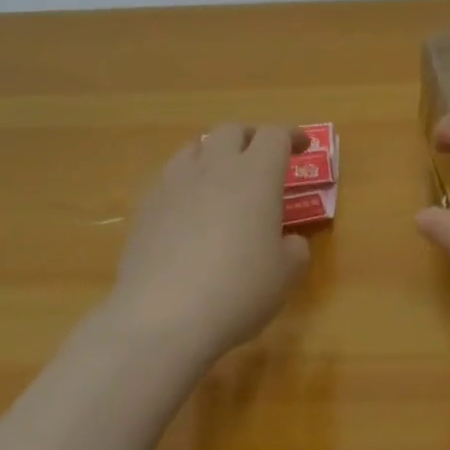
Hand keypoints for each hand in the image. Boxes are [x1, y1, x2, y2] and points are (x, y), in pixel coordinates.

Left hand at [105, 124, 312, 367]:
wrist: (161, 319)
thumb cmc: (238, 290)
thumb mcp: (286, 275)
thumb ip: (294, 248)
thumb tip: (288, 241)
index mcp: (256, 174)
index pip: (275, 135)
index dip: (292, 136)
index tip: (303, 148)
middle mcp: (215, 167)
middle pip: (232, 130)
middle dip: (251, 138)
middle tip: (262, 158)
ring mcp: (175, 184)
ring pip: (196, 148)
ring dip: (214, 155)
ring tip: (222, 178)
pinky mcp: (146, 208)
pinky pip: (170, 178)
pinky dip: (186, 183)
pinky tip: (189, 211)